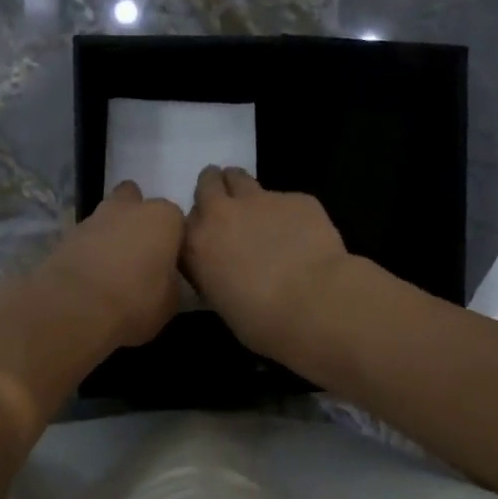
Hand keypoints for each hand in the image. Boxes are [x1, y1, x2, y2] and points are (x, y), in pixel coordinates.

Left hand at [34, 181, 185, 348]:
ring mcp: (94, 217)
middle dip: (136, 219)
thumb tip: (161, 276)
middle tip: (138, 252)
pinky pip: (86, 237)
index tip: (167, 261)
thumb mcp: (170, 301)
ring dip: (110, 233)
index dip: (171, 239)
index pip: (175, 219)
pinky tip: (90, 274)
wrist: (76, 307)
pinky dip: (88, 249)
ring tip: (111, 267)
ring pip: (107, 217)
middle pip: (135, 201)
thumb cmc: (135, 302)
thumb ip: (169, 278)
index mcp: (163, 218)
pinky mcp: (67, 234)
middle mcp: (129, 208)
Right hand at [182, 166, 347, 359]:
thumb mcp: (222, 303)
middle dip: (214, 189)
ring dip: (243, 189)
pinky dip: (288, 213)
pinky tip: (304, 236)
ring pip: (240, 178)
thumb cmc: (262, 320)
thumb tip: (226, 269)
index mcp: (196, 245)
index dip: (198, 226)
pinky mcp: (295, 198)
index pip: (183, 222)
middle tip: (226, 205)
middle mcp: (221, 214)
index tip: (207, 236)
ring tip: (258, 211)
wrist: (314, 303)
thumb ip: (215, 274)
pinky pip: (285, 199)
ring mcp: (259, 200)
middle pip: (208, 183)